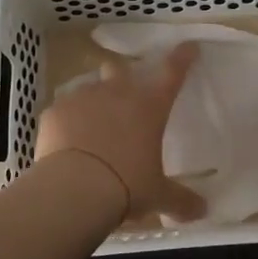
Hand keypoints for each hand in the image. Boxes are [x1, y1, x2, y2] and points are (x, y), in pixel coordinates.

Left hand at [35, 42, 207, 224]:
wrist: (74, 189)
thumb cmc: (126, 186)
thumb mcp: (157, 196)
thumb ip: (181, 201)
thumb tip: (203, 211)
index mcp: (149, 106)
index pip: (172, 72)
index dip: (182, 57)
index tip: (188, 47)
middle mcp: (117, 93)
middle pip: (120, 69)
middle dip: (122, 76)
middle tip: (123, 96)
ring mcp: (83, 98)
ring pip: (89, 86)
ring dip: (93, 100)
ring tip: (91, 126)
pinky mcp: (54, 111)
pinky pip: (63, 109)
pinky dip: (67, 121)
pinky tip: (66, 141)